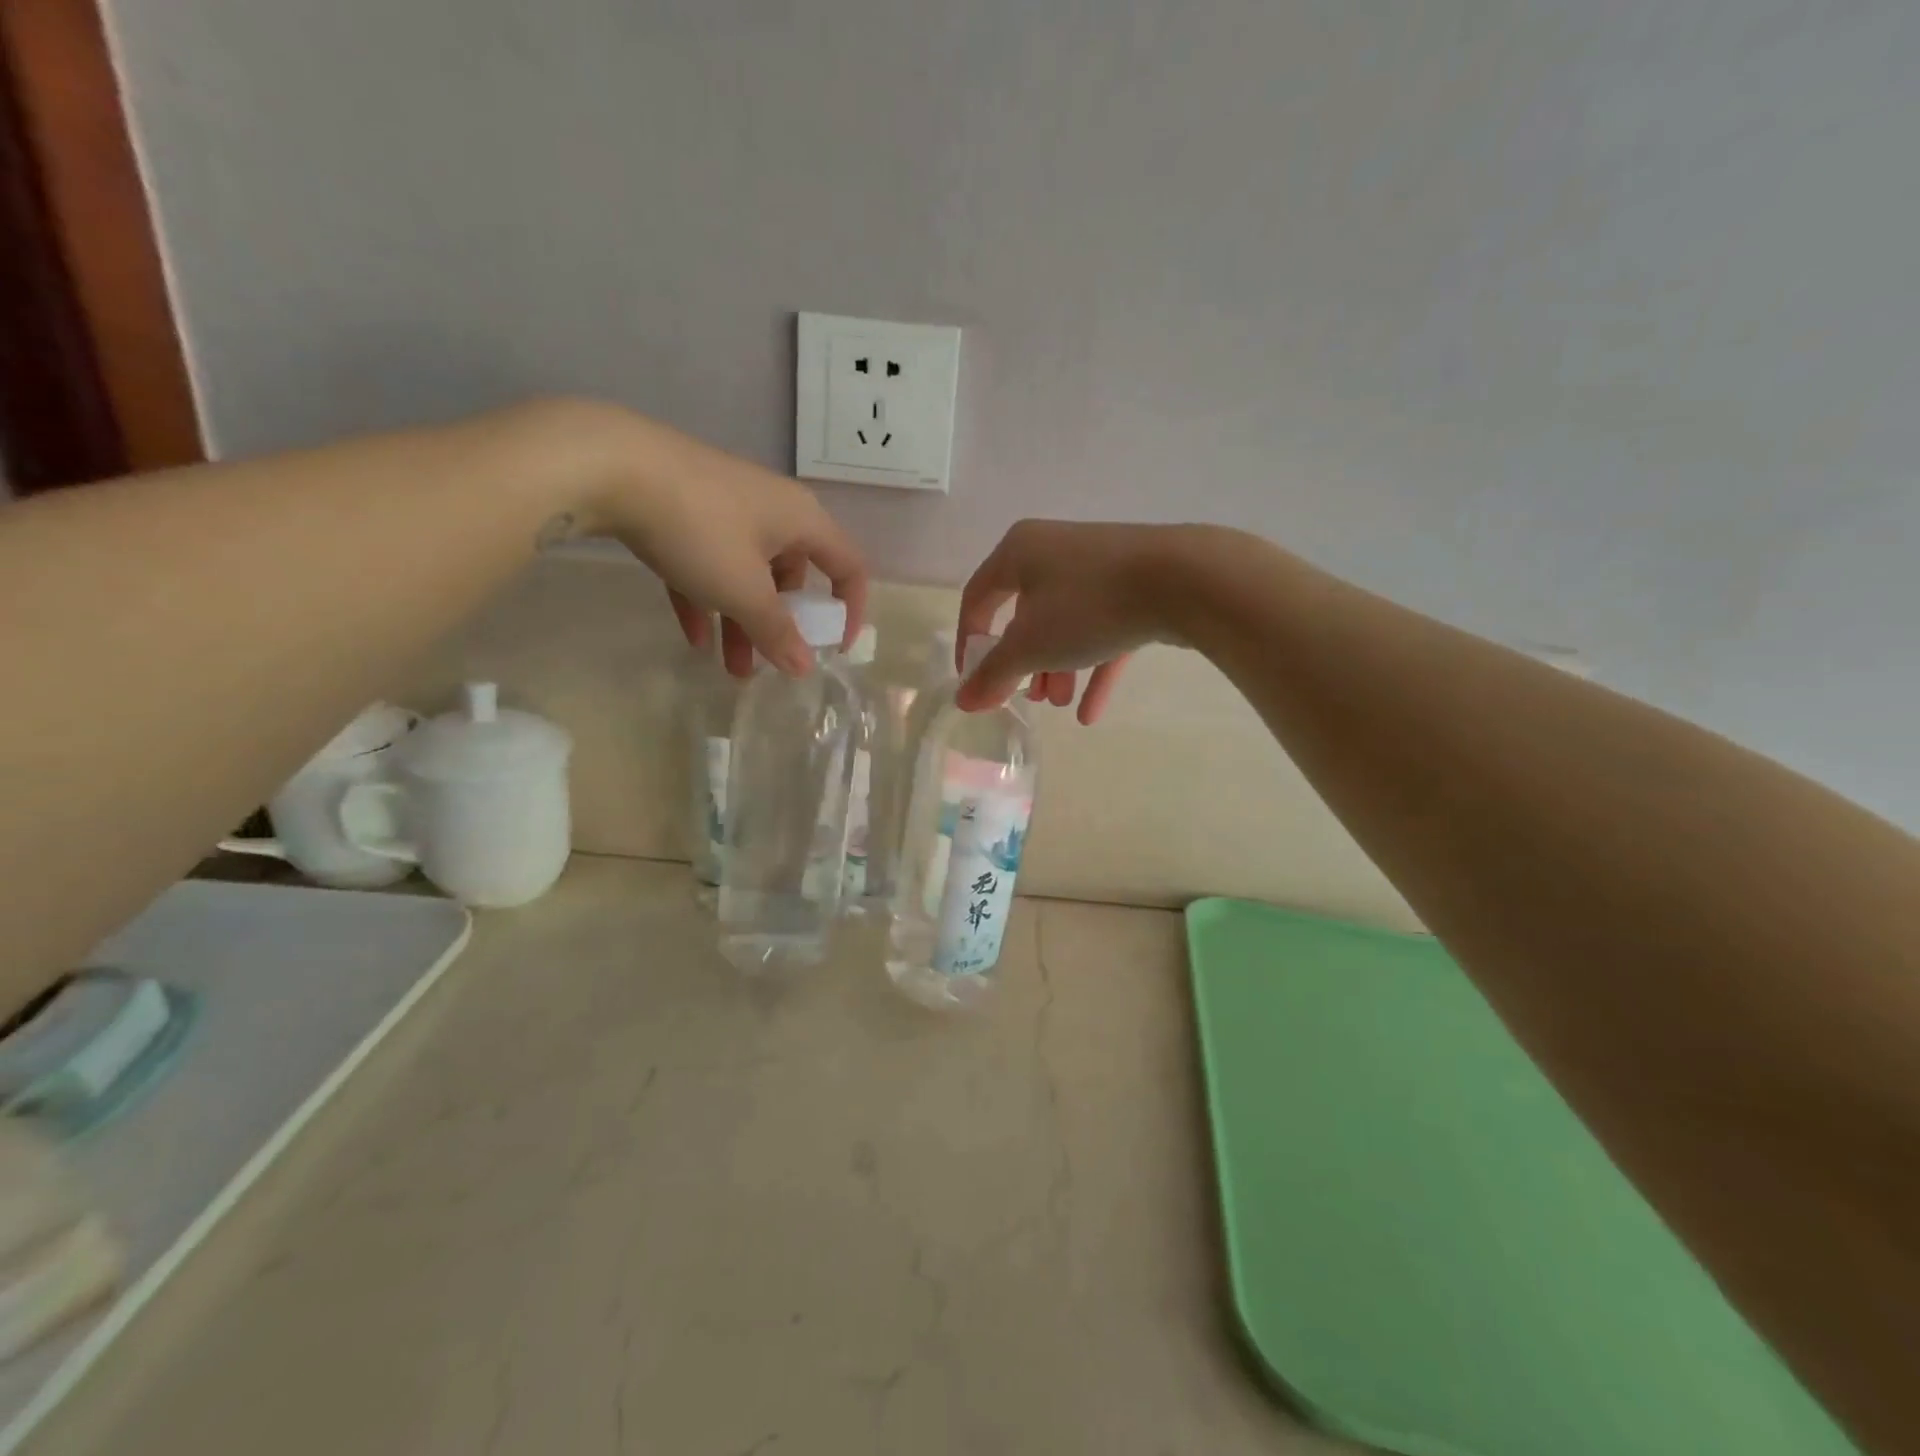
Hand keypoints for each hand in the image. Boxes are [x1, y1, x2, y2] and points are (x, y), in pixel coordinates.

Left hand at [584, 408, 865, 675]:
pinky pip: (711, 562)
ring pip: (748, 574)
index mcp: (803, 520)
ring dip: (743, 622)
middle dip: (781, 626)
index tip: (833, 648)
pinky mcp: (688, 509)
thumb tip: (805, 668)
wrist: (611, 465)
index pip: (848, 567)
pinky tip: (694, 636)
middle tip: (769, 664)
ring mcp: (728, 507)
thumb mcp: (743, 590)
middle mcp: (774, 510)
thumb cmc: (700, 530)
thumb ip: (777, 632)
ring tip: (730, 669)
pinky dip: (708, 598)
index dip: (849, 610)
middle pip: (792, 576)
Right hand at [955, 520, 1193, 724]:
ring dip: (1059, 669)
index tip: (974, 681)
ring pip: (1066, 624)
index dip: (970, 642)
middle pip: (1025, 614)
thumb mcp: (1030, 645)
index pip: (978, 598)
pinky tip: (1092, 712)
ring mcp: (1099, 567)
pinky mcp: (1135, 587)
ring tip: (1062, 705)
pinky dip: (1094, 668)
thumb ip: (993, 674)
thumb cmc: (1087, 605)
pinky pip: (1103, 630)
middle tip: (1029, 698)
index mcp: (1019, 552)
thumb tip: (963, 701)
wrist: (1183, 579)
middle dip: (1025, 664)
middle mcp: (1055, 551)